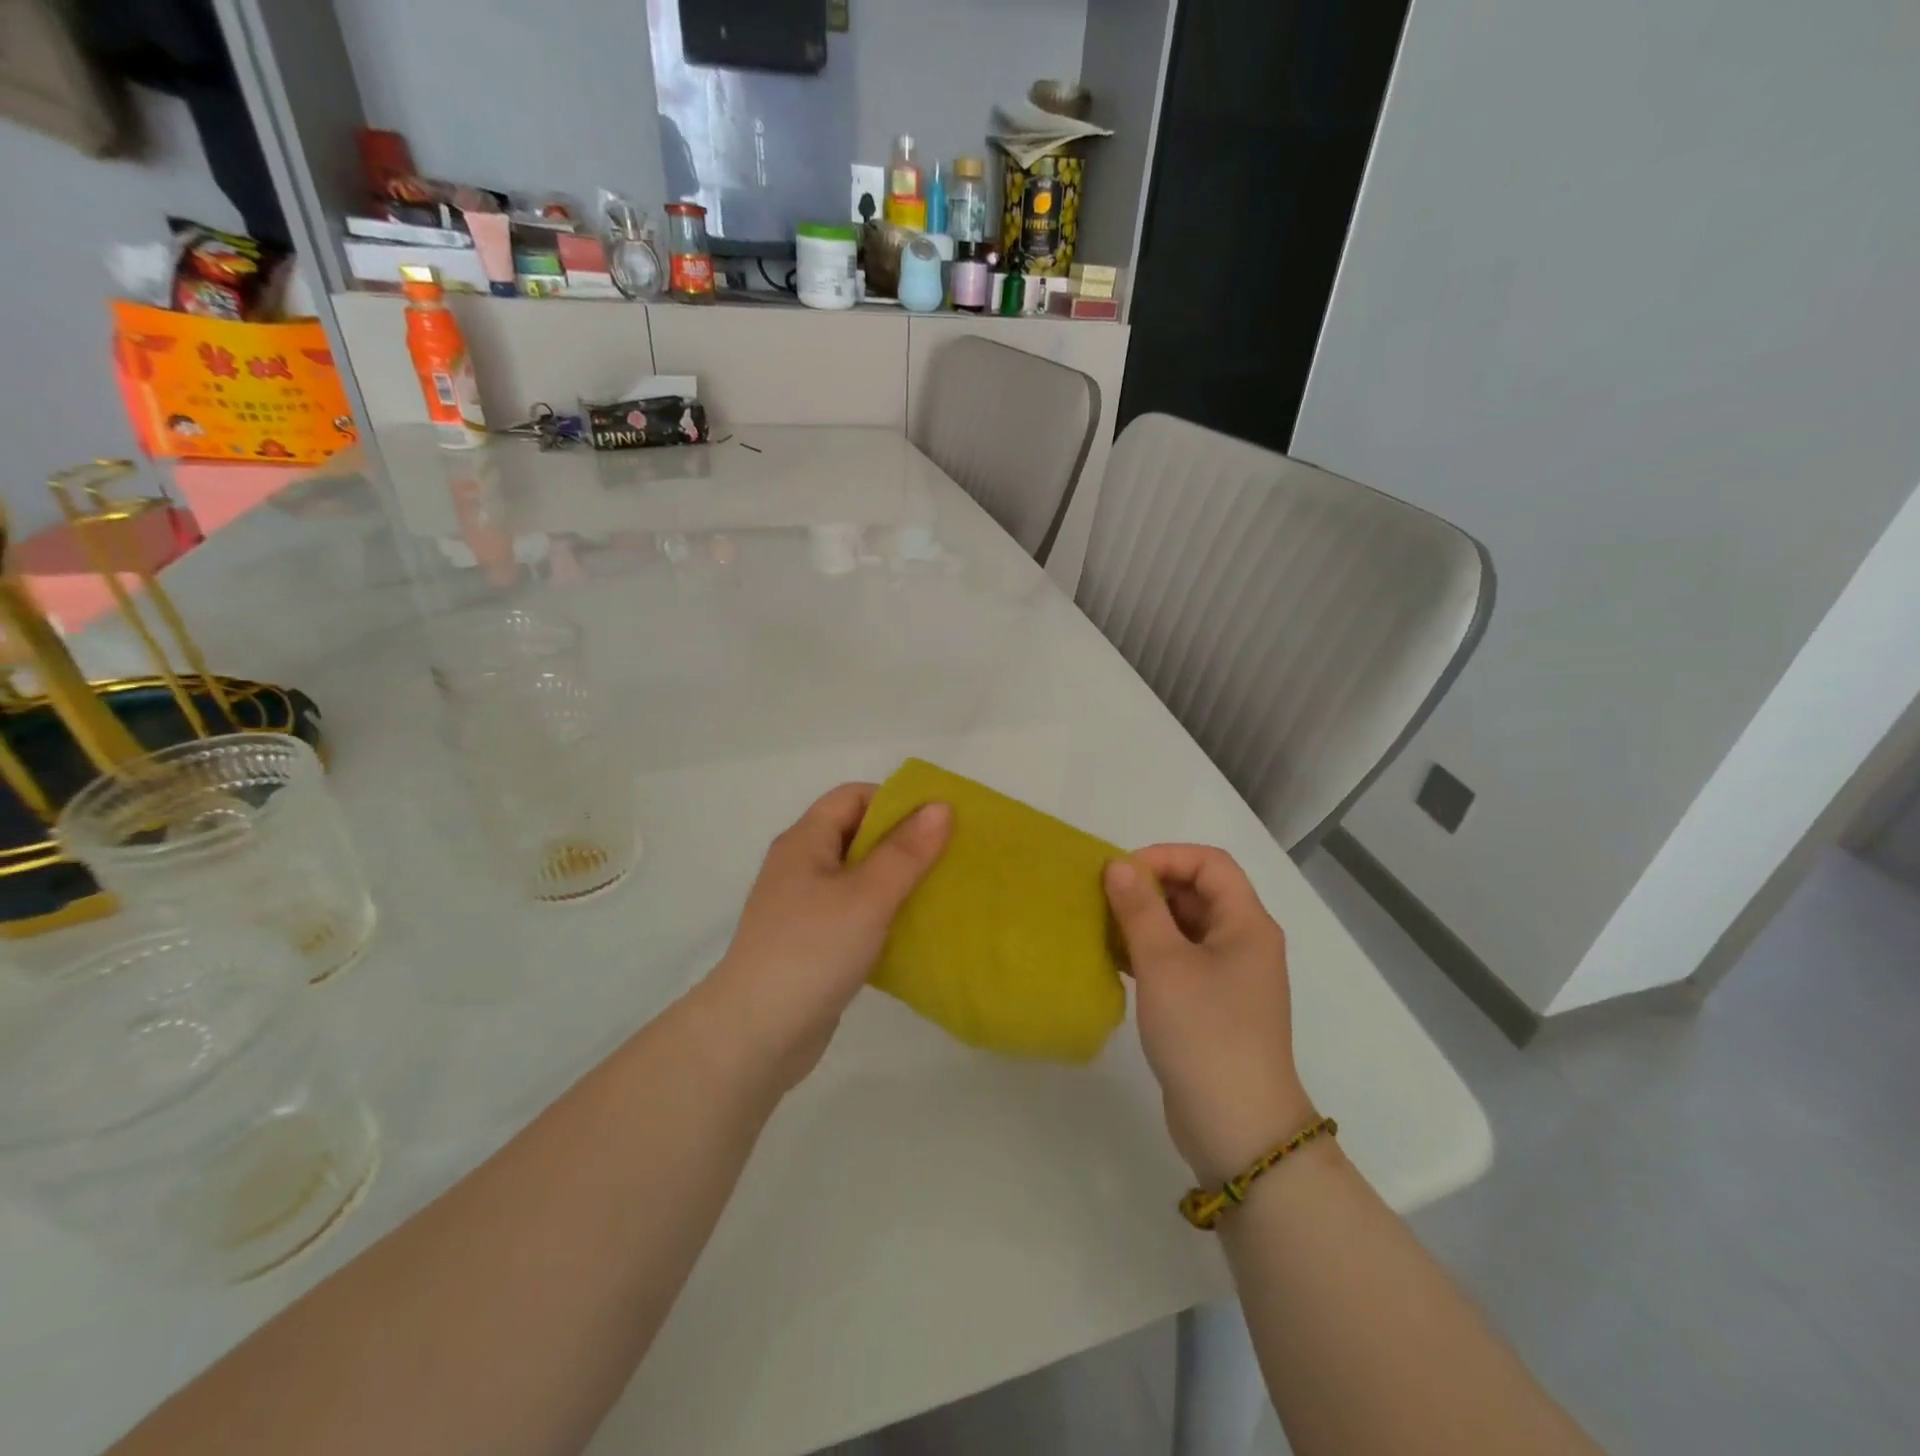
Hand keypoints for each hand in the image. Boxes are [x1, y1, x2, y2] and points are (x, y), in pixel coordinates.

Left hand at [700, 783, 950, 1093]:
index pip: (853, 797)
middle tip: (949, 857)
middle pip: (857, 835)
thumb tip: (941, 806)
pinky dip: (884, 915)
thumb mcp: (867, 895)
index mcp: (805, 841)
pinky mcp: (813, 943)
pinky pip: (855, 914)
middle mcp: (801, 866)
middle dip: (904, 842)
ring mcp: (805, 907)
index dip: (895, 801)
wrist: (756, 1036)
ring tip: (941, 892)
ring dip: (897, 881)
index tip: (938, 822)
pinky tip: (913, 931)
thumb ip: (906, 851)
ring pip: (859, 878)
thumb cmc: (812, 951)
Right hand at [1104, 846, 1315, 1182]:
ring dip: (1145, 920)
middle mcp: (1243, 942)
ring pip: (1185, 927)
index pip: (1210, 864)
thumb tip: (1118, 865)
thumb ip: (1139, 909)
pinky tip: (1114, 960)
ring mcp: (1229, 976)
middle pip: (1197, 893)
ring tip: (1101, 927)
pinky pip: (1179, 959)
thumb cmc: (1205, 1033)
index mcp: (1246, 924)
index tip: (1121, 872)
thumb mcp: (1165, 964)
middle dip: (1150, 888)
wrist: (1238, 1129)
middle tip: (1103, 898)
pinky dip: (1148, 952)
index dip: (1166, 857)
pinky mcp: (1212, 1004)